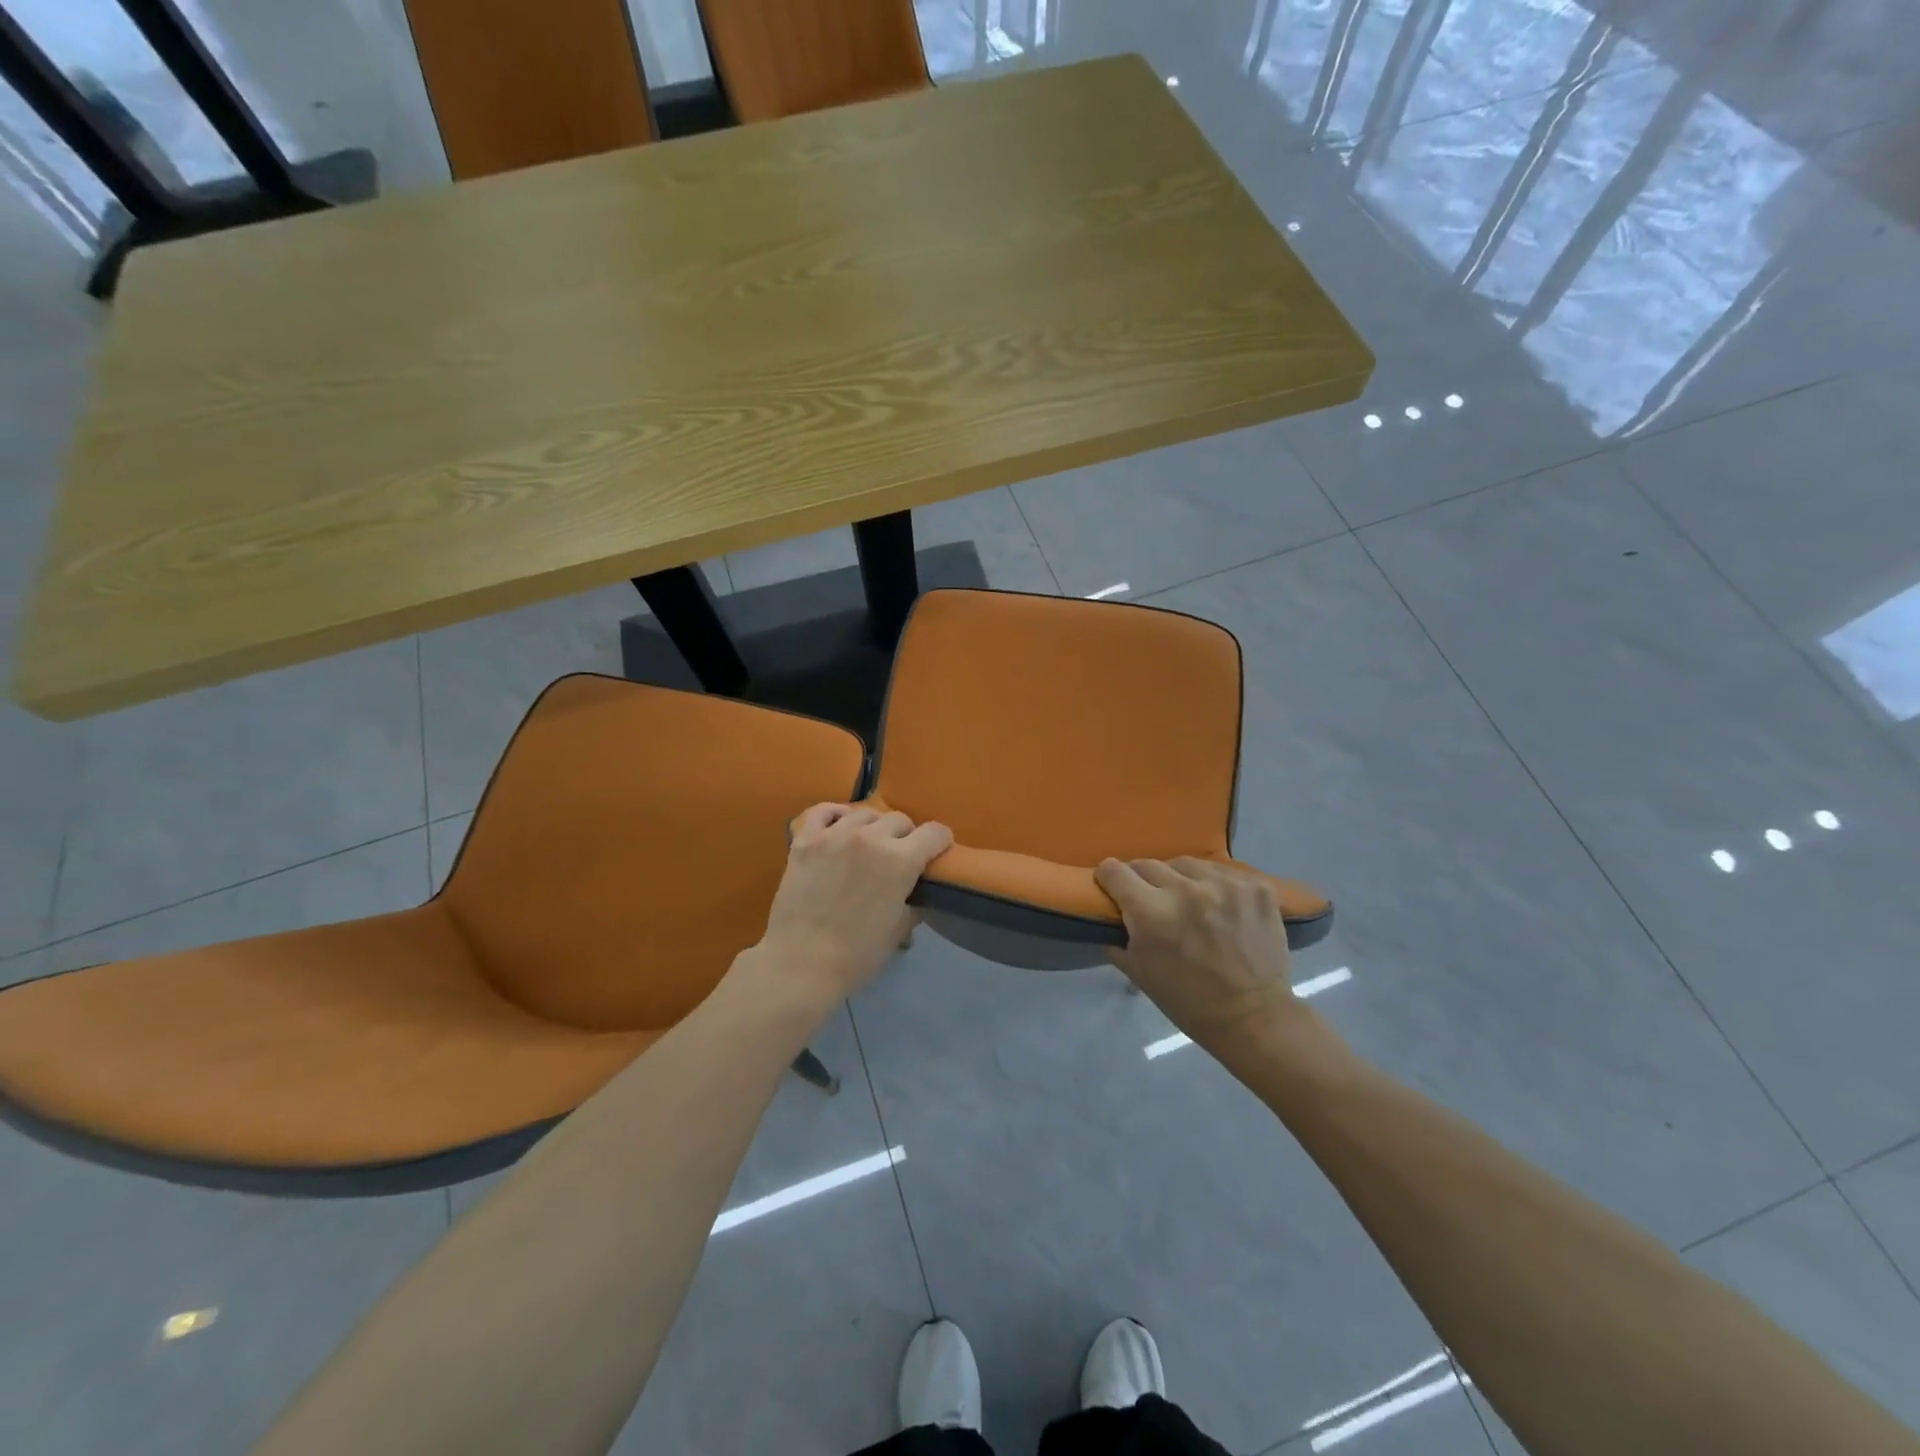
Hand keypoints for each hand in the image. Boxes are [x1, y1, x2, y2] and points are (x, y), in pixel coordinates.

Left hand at [754, 804, 952, 1001]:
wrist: (801, 963)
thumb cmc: (857, 954)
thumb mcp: (899, 930)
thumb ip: (913, 903)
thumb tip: (917, 894)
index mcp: (901, 860)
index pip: (935, 833)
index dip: (940, 842)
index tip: (937, 853)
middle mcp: (870, 838)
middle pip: (900, 820)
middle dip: (906, 836)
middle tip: (899, 857)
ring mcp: (834, 835)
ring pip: (865, 813)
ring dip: (873, 827)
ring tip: (868, 845)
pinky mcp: (805, 840)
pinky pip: (823, 811)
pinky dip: (835, 814)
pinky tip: (839, 826)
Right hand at [1097, 857, 1314, 1054]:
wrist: (1254, 1018)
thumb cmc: (1189, 1002)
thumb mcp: (1138, 972)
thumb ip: (1118, 935)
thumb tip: (1110, 911)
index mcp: (1152, 913)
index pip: (1115, 871)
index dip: (1108, 878)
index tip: (1112, 886)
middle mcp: (1186, 890)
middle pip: (1148, 863)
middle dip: (1142, 880)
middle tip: (1150, 899)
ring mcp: (1225, 884)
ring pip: (1186, 864)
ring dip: (1180, 879)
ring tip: (1188, 900)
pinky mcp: (1255, 886)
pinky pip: (1222, 872)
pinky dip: (1214, 885)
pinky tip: (1219, 905)